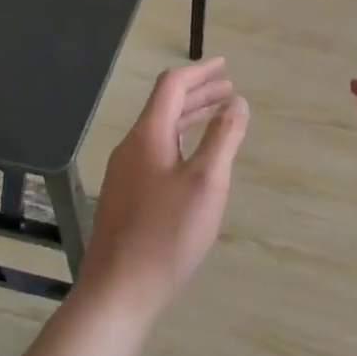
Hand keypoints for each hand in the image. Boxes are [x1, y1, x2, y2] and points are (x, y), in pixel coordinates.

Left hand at [75, 57, 248, 314]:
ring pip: (160, 132)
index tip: (225, 66)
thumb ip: (223, 138)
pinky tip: (193, 159)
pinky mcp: (125, 196)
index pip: (171, 87)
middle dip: (198, 94)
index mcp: (148, 136)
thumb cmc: (168, 234)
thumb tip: (236, 102)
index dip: (200, 73)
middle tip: (229, 91)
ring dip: (189, 118)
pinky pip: (155, 153)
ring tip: (217, 117)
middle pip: (164, 107)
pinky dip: (179, 142)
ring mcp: (124, 173)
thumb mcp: (207, 182)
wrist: (120, 289)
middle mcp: (131, 147)